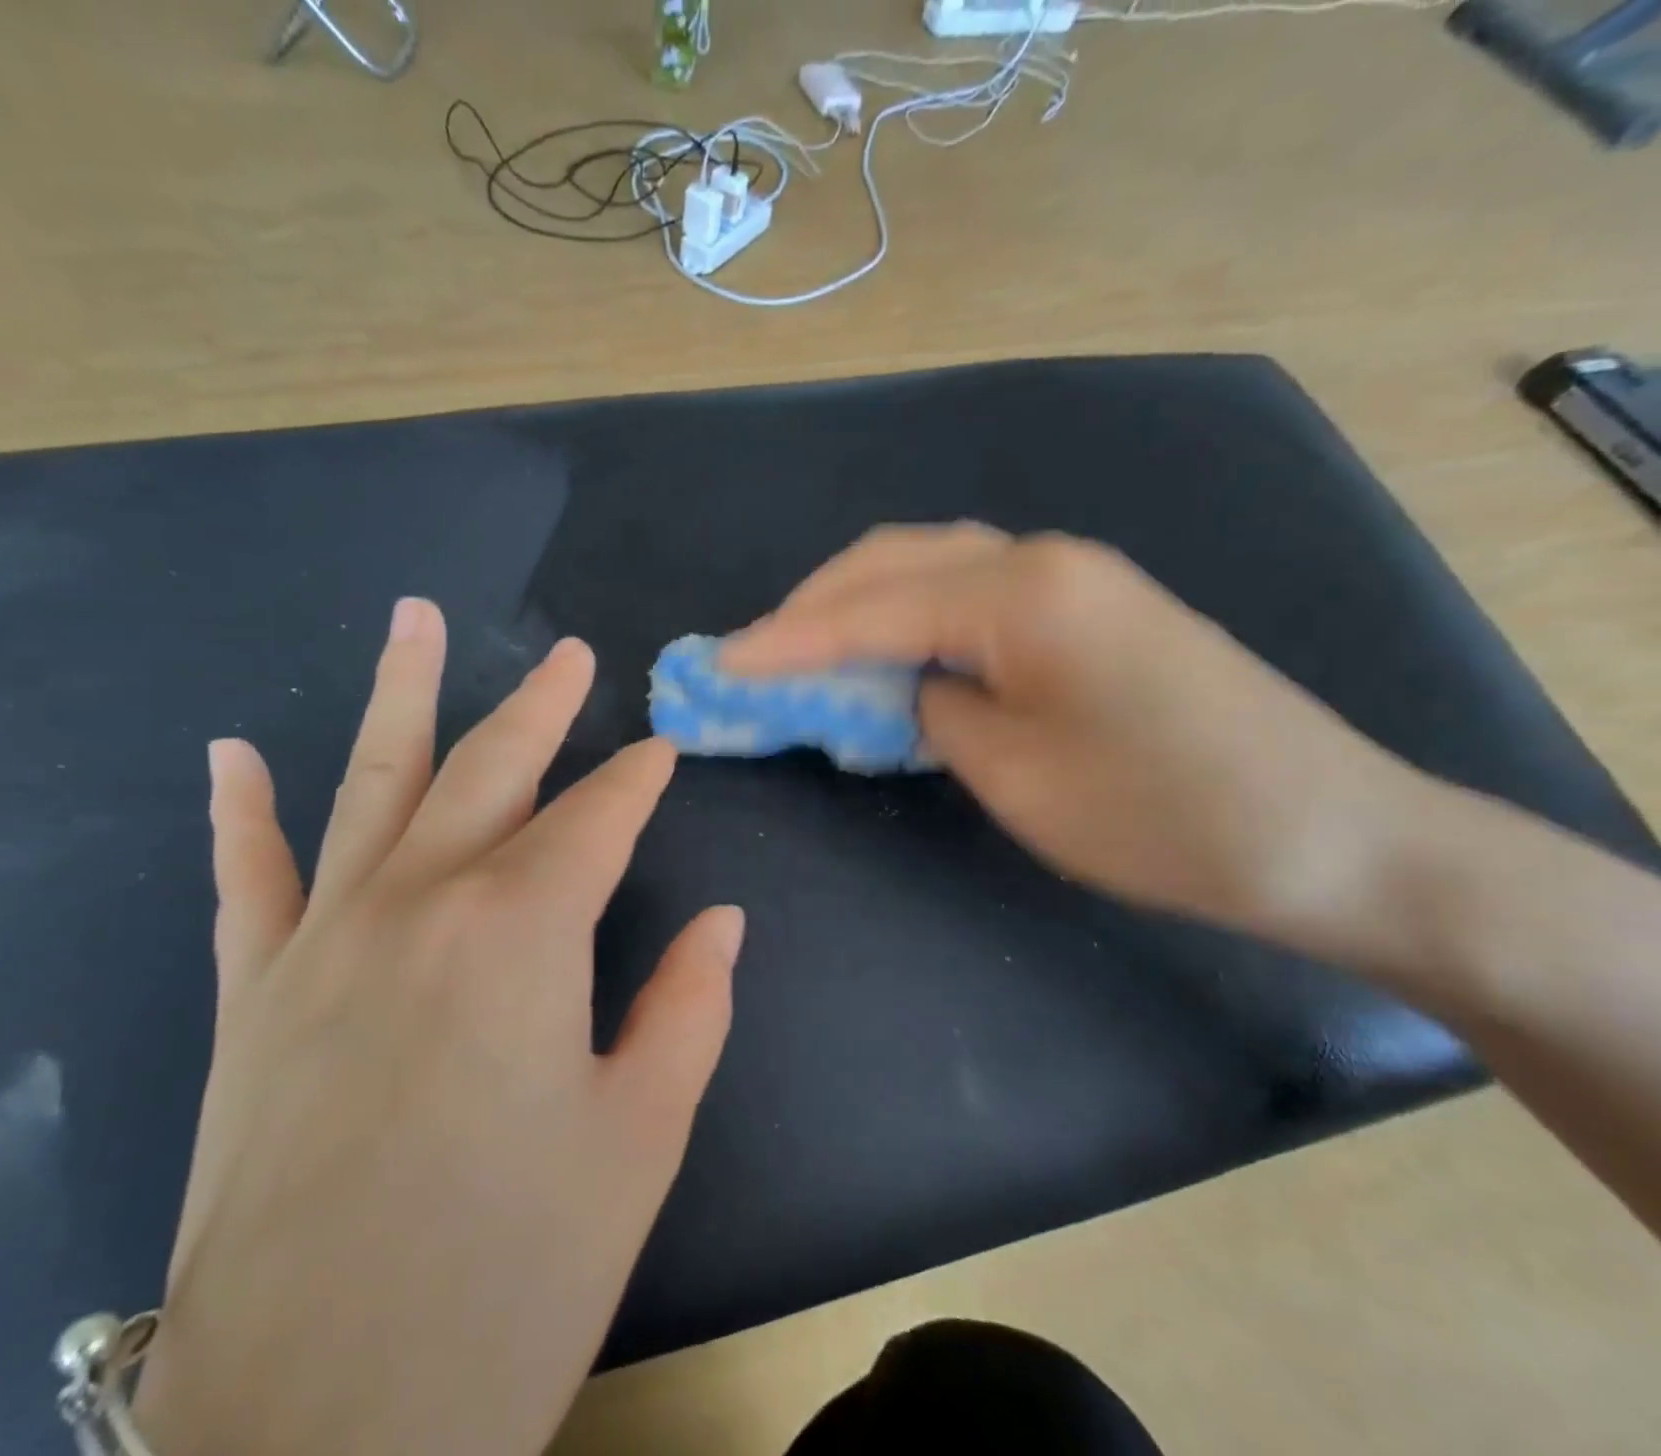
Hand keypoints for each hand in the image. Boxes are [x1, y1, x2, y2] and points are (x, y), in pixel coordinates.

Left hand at [136, 599, 742, 1455]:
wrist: (312, 1431)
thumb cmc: (510, 1279)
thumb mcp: (638, 1140)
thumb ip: (686, 1009)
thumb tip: (723, 922)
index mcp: (521, 931)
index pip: (598, 820)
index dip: (638, 782)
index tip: (664, 751)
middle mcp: (419, 903)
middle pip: (492, 771)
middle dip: (541, 707)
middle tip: (569, 655)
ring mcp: (323, 940)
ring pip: (372, 784)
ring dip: (401, 695)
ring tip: (413, 618)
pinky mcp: (253, 996)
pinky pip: (247, 878)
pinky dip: (240, 812)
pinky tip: (234, 753)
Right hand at [722, 526, 1441, 963]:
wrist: (1335, 836)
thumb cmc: (1164, 818)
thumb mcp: (1016, 776)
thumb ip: (934, 712)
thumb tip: (903, 686)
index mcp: (1019, 592)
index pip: (869, 608)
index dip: (784, 641)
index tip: (719, 666)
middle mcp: (1039, 558)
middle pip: (893, 561)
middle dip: (812, 607)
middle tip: (753, 655)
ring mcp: (1071, 575)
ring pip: (930, 566)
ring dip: (858, 604)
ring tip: (803, 651)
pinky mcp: (1089, 605)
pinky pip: (969, 591)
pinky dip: (909, 615)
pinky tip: (887, 650)